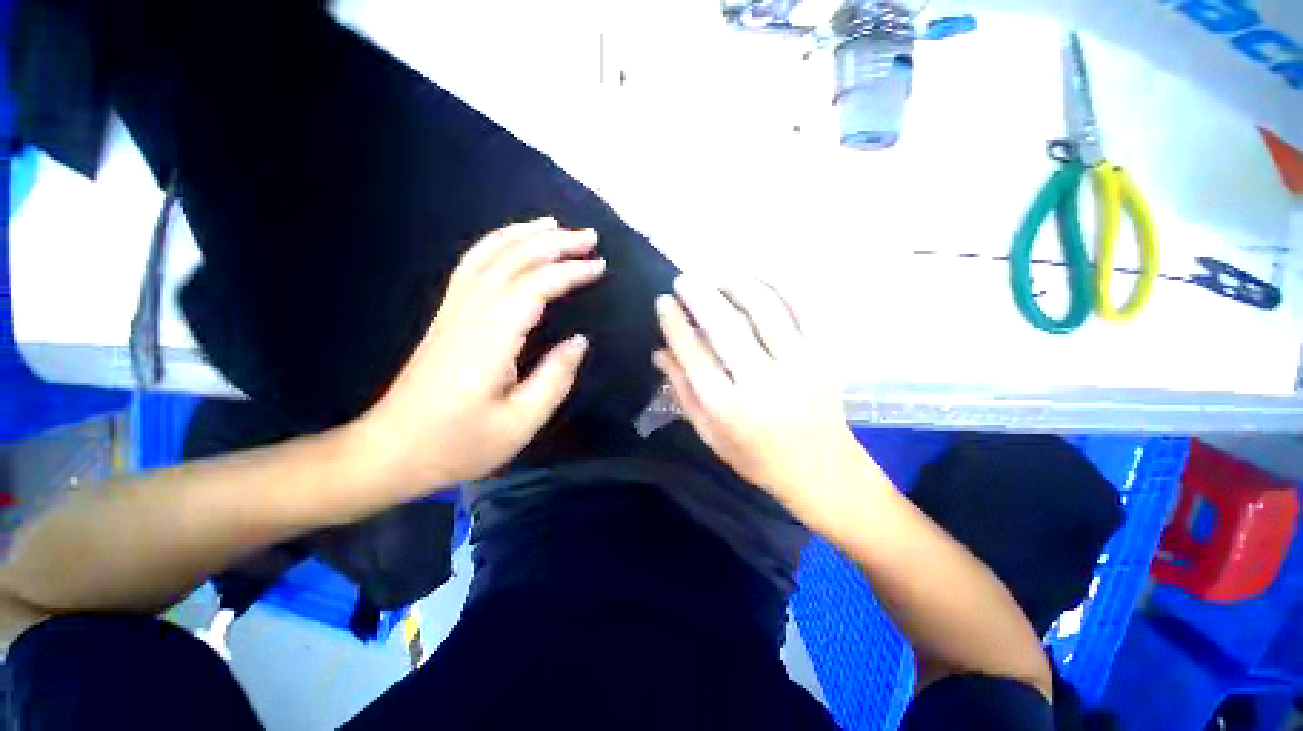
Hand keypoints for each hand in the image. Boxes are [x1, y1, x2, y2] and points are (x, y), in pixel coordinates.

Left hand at [358, 218, 603, 490]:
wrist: (390, 451)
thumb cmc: (458, 444)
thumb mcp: (519, 422)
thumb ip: (555, 378)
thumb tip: (579, 341)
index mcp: (490, 337)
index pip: (535, 286)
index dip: (570, 272)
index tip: (600, 267)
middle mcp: (470, 313)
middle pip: (513, 260)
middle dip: (554, 243)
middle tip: (590, 237)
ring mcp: (453, 311)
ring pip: (488, 255)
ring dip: (523, 235)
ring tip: (553, 225)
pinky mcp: (447, 317)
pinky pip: (472, 267)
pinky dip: (495, 246)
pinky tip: (511, 245)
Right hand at [653, 275, 880, 527]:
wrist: (821, 469)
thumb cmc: (756, 457)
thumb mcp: (709, 433)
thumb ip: (683, 391)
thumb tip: (660, 350)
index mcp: (728, 408)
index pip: (693, 354)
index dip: (674, 322)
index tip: (663, 301)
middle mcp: (762, 383)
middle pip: (726, 325)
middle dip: (699, 294)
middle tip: (684, 279)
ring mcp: (799, 366)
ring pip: (765, 309)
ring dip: (736, 284)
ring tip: (718, 275)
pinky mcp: (825, 356)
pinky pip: (803, 308)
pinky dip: (780, 286)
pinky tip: (760, 278)